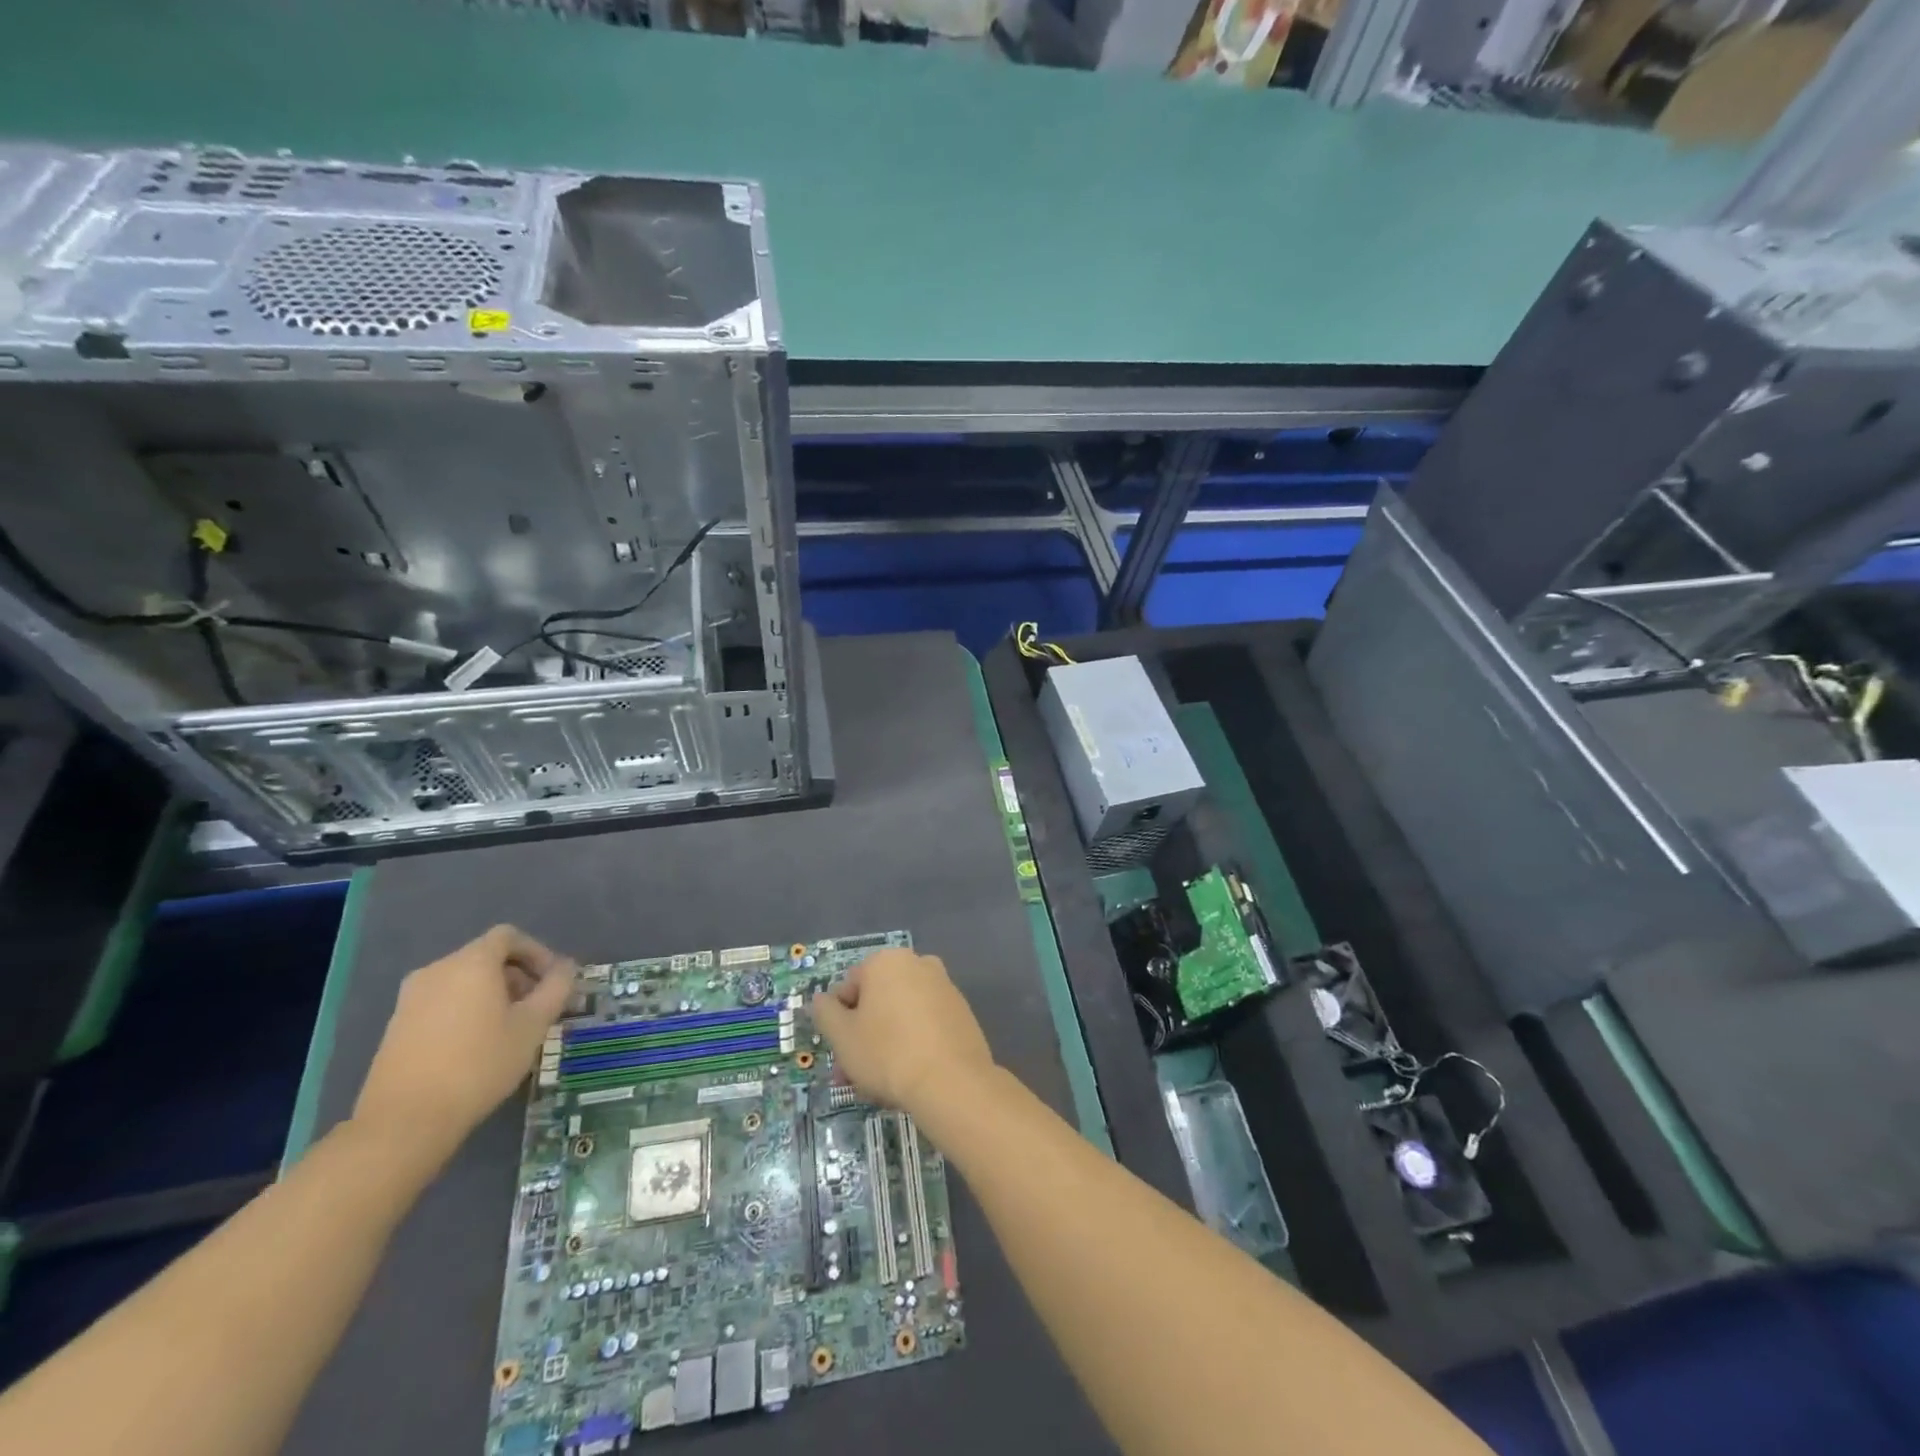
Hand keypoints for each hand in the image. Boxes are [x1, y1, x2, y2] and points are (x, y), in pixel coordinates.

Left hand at [354, 925, 574, 1156]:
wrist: (404, 1121)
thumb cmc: (480, 1064)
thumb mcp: (533, 1026)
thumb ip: (556, 989)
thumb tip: (566, 968)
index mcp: (471, 963)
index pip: (509, 936)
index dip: (537, 952)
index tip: (553, 982)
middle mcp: (437, 970)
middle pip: (486, 957)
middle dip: (517, 976)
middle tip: (537, 1008)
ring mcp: (410, 998)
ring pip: (463, 981)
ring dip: (492, 995)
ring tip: (510, 1029)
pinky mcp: (396, 1026)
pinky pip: (442, 1002)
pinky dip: (465, 1010)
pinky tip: (476, 1046)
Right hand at [810, 948, 994, 1114]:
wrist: (952, 1082)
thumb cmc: (887, 1053)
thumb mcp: (842, 1036)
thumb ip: (825, 1012)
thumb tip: (821, 999)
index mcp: (887, 961)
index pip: (849, 986)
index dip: (839, 1021)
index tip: (839, 1053)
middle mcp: (918, 964)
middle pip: (877, 1002)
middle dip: (861, 1037)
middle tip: (852, 1075)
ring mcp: (944, 987)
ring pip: (901, 1015)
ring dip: (885, 1043)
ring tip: (878, 1085)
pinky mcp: (962, 1012)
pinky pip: (926, 1025)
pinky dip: (914, 1044)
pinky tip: (909, 1076)